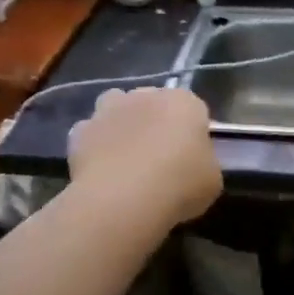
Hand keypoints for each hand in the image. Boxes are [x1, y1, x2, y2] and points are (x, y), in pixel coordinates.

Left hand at [68, 87, 222, 228]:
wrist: (124, 199)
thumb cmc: (179, 186)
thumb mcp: (211, 180)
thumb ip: (203, 162)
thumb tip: (193, 163)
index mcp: (184, 102)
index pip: (192, 109)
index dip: (191, 132)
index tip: (190, 156)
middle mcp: (146, 95)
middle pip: (152, 102)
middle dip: (154, 121)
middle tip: (157, 156)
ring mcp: (110, 109)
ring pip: (115, 106)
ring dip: (120, 122)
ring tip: (123, 154)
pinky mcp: (82, 130)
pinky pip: (89, 132)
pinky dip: (93, 144)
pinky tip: (99, 167)